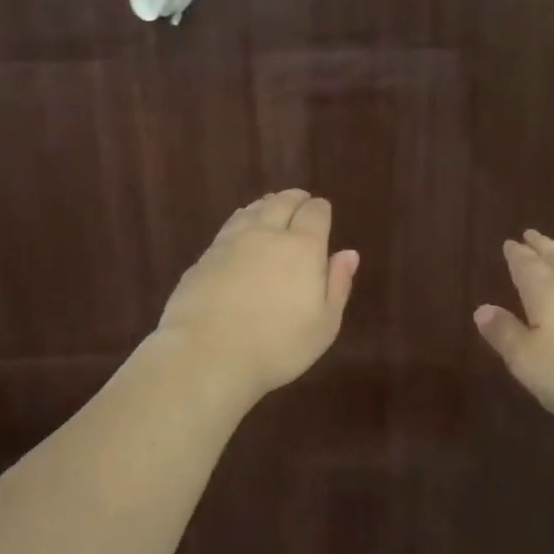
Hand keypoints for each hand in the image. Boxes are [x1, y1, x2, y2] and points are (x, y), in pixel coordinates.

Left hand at [156, 190, 359, 399]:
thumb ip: (338, 284)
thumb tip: (348, 253)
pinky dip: (241, 221)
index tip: (323, 212)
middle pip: (282, 202)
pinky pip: (229, 227)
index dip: (321, 209)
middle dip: (295, 199)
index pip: (315, 213)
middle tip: (300, 200)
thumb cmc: (277, 346)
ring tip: (272, 208)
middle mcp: (267, 234)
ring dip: (266, 205)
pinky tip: (241, 231)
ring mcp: (231, 242)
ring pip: (252, 210)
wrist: (206, 354)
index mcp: (302, 247)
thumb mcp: (324, 324)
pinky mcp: (204, 257)